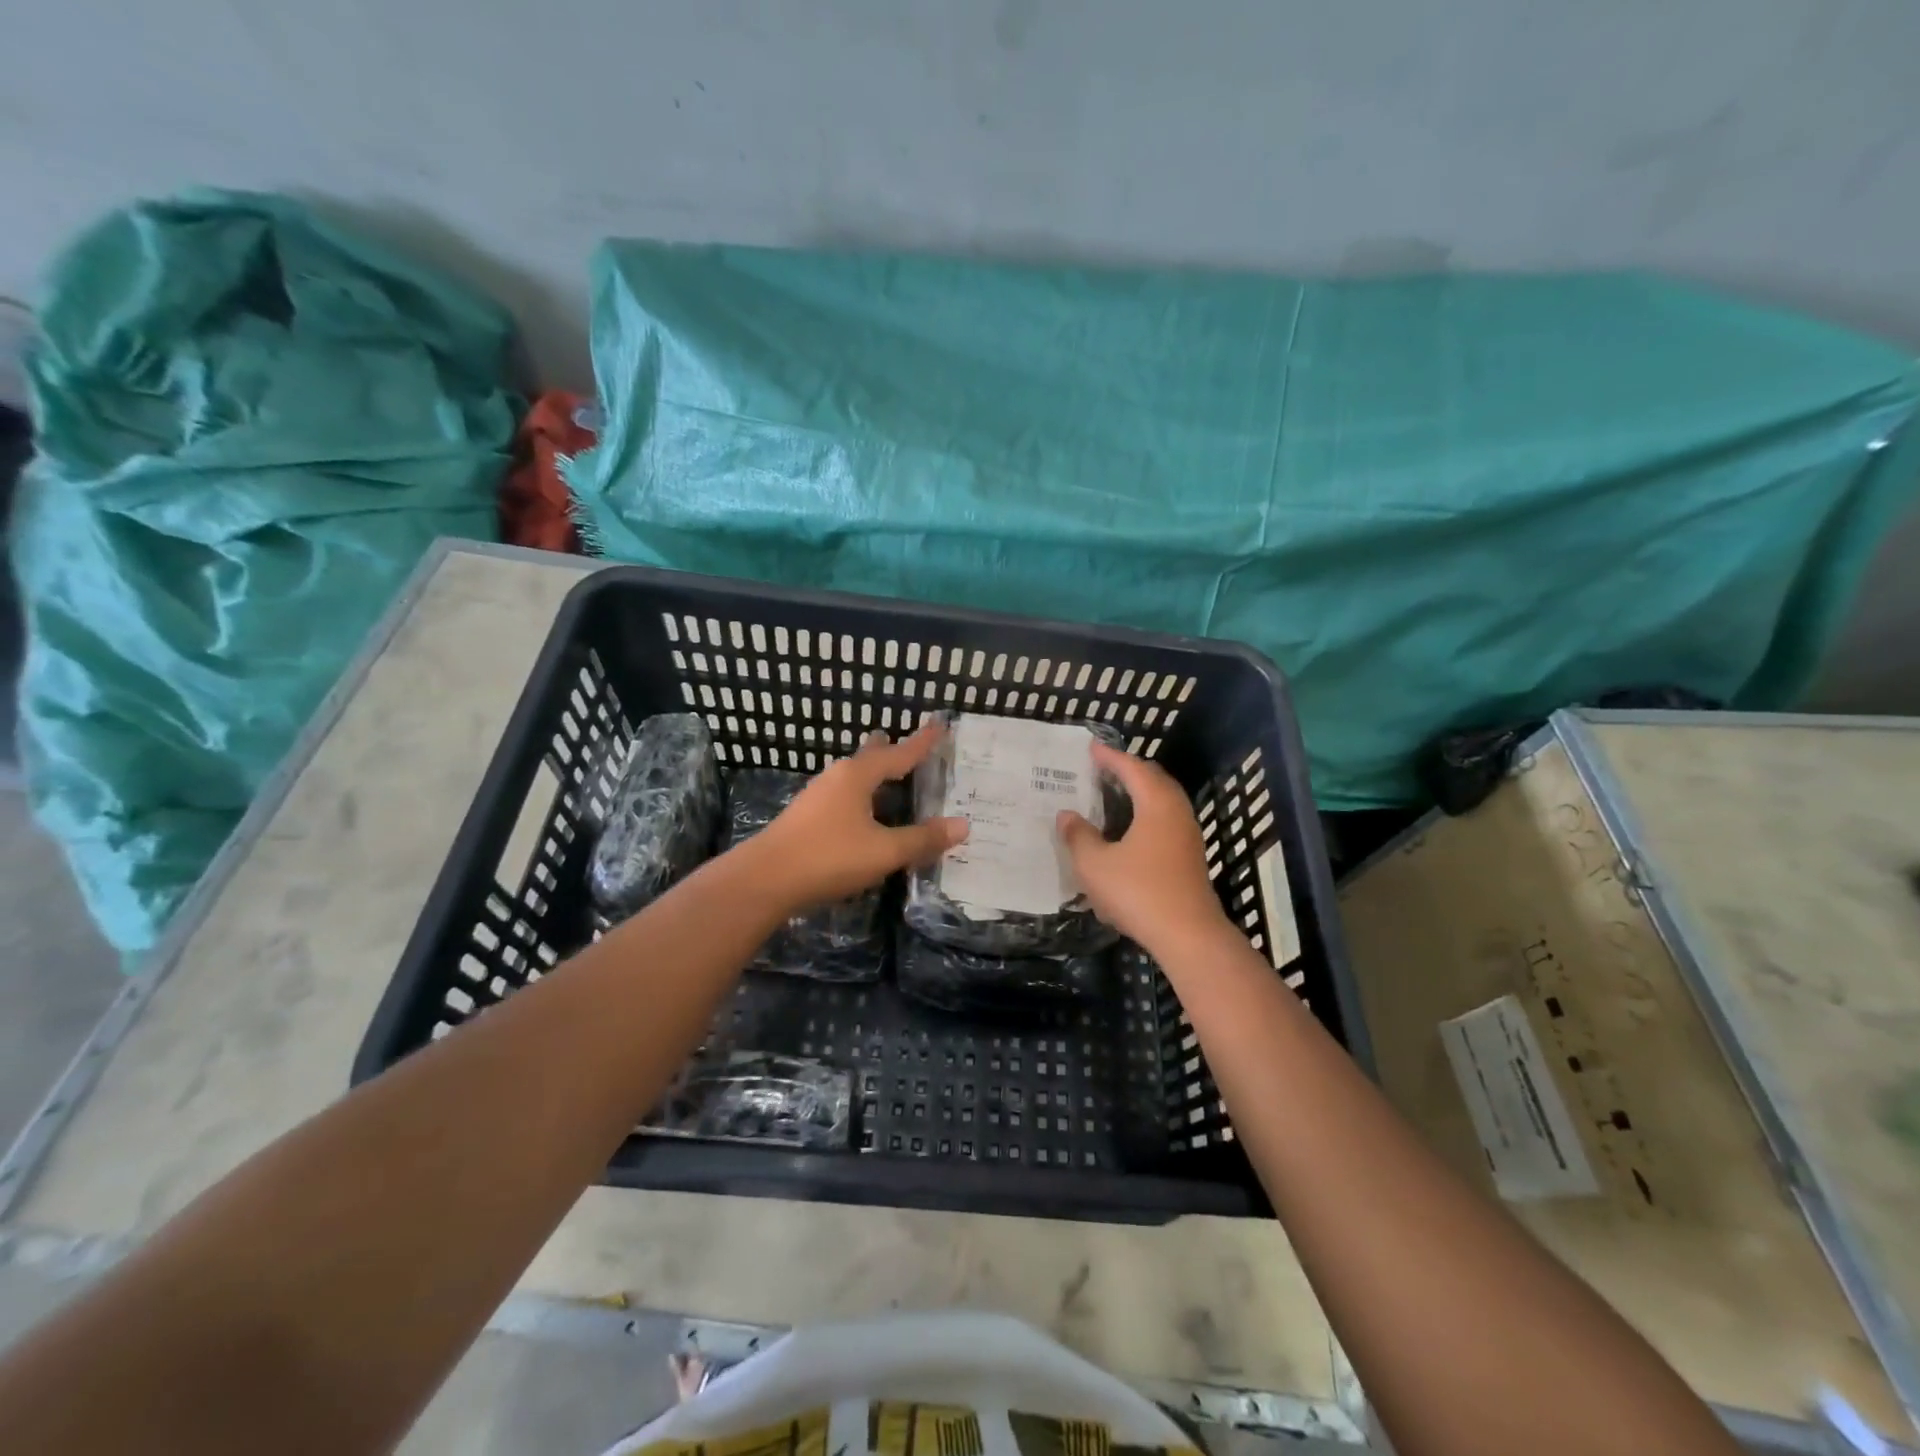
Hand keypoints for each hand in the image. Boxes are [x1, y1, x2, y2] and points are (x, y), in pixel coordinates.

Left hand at [745, 722, 967, 911]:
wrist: (764, 880)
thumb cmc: (829, 857)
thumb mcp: (884, 851)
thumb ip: (922, 839)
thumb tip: (962, 825)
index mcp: (858, 776)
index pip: (899, 753)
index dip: (922, 742)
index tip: (939, 725)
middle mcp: (837, 778)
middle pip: (869, 757)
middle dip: (887, 750)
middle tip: (902, 741)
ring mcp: (817, 797)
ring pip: (852, 776)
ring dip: (871, 773)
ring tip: (884, 772)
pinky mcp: (806, 818)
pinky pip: (842, 795)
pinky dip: (860, 794)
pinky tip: (859, 810)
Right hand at [1057, 743, 1229, 957]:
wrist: (1188, 935)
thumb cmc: (1138, 892)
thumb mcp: (1095, 865)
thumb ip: (1078, 836)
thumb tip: (1067, 815)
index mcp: (1156, 804)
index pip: (1132, 769)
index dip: (1110, 757)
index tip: (1092, 748)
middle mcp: (1176, 812)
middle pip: (1154, 779)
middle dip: (1129, 770)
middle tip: (1104, 767)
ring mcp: (1188, 835)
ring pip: (1163, 800)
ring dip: (1140, 792)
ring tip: (1116, 793)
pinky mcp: (1190, 857)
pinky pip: (1166, 819)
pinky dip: (1147, 812)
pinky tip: (1131, 829)